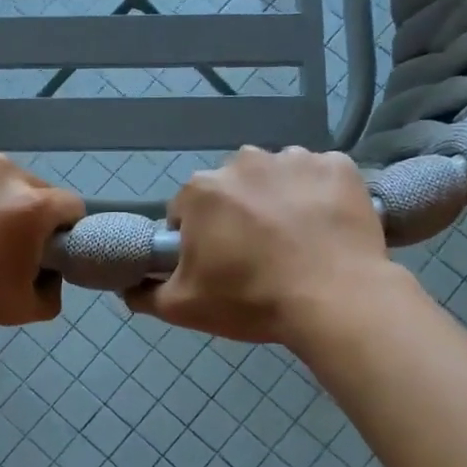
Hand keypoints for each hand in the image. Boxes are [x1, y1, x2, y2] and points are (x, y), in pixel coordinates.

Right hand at [125, 147, 402, 346]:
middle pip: (231, 190)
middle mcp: (244, 161)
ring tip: (296, 243)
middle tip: (257, 257)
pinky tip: (326, 229)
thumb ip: (145, 293)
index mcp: (202, 190)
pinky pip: (319, 177)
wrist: (336, 300)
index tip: (217, 265)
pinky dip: (319, 197)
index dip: (197, 240)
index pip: (186, 211)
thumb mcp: (183, 307)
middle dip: (237, 216)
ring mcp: (295, 159)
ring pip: (276, 179)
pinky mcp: (339, 166)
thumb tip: (127, 286)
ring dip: (278, 202)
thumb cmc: (252, 300)